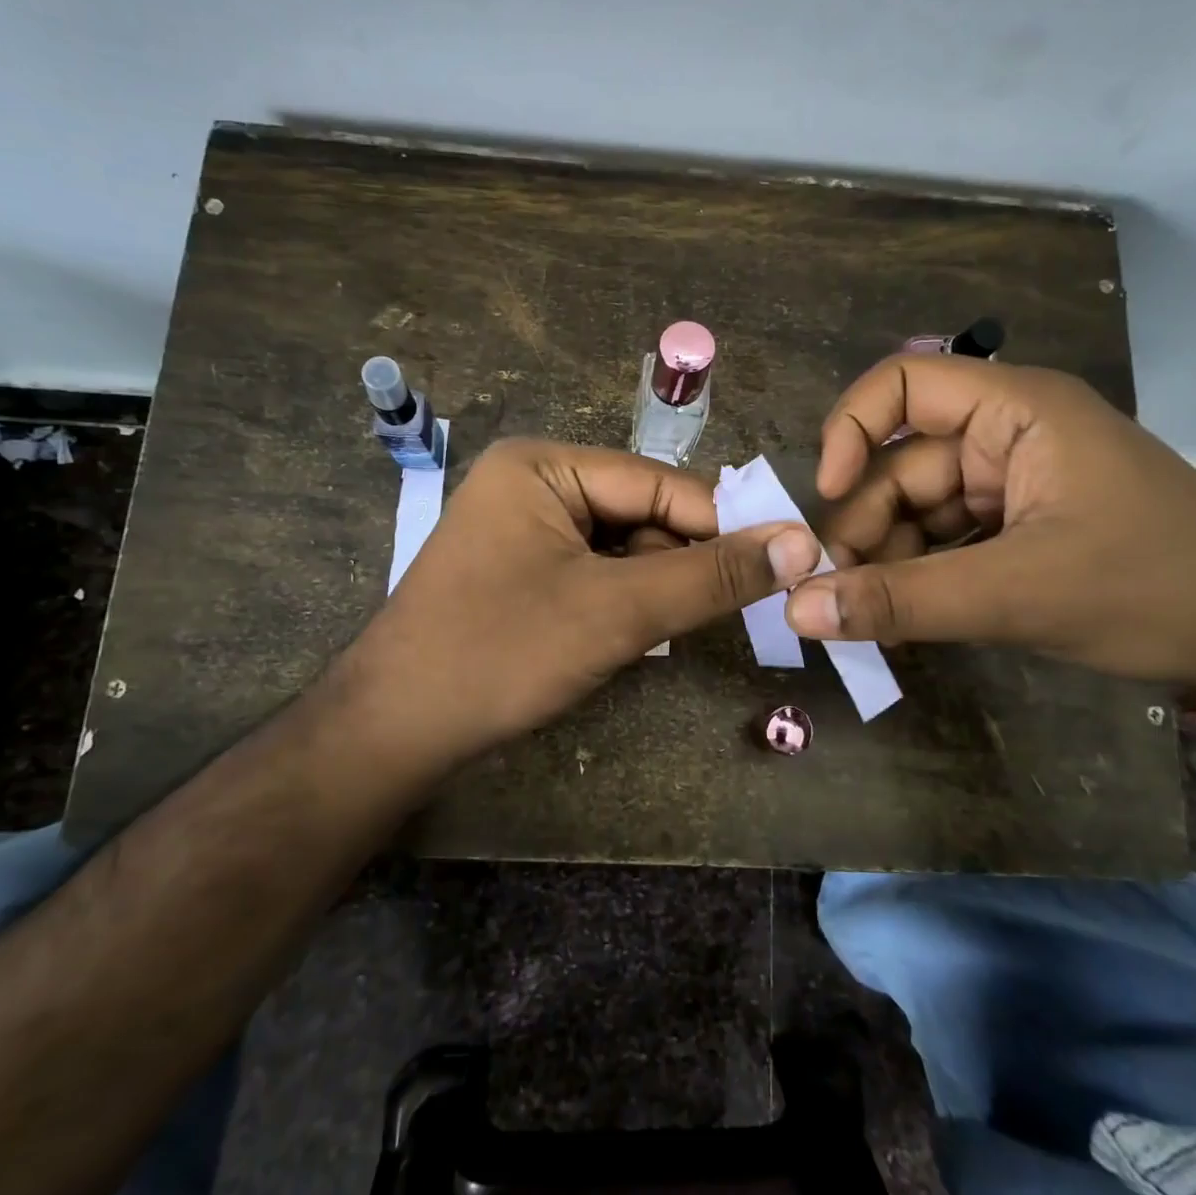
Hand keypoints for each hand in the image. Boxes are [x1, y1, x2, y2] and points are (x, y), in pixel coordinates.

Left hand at [329, 438, 820, 763]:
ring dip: (652, 586)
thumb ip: (710, 575)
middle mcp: (531, 481)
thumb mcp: (618, 610)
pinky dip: (621, 600)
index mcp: (544, 464)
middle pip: (640, 512)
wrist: (394, 730)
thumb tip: (801, 542)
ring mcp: (521, 526)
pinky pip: (591, 571)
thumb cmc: (503, 653)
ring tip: (668, 630)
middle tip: (735, 609)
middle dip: (681, 561)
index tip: (785, 562)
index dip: (723, 524)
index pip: (660, 483)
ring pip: (620, 546)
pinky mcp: (519, 569)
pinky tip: (628, 634)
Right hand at [782, 357, 1195, 701]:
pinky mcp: (1020, 528)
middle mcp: (1009, 435)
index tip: (829, 497)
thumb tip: (797, 610)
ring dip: (889, 562)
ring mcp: (1015, 484)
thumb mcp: (1016, 595)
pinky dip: (920, 576)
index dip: (852, 430)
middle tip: (841, 597)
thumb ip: (900, 600)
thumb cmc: (1153, 590)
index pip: (904, 384)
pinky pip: (945, 541)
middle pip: (902, 464)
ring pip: (918, 510)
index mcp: (1019, 410)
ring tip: (874, 620)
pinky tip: (907, 619)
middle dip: (868, 528)